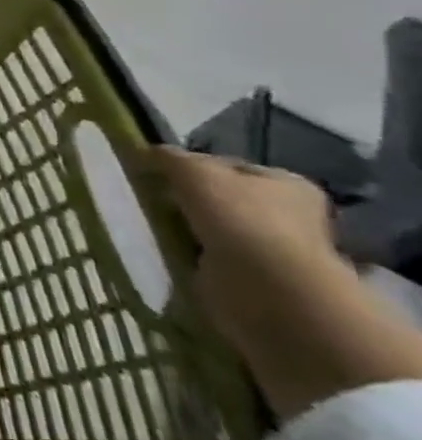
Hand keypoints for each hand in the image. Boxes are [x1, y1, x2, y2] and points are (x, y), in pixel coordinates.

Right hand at [139, 147, 337, 352]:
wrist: (265, 286)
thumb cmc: (238, 217)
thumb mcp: (193, 170)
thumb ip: (169, 157)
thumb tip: (148, 153)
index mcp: (288, 184)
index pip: (230, 167)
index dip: (192, 167)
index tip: (158, 174)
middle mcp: (290, 215)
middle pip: (223, 199)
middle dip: (188, 201)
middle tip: (152, 200)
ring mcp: (276, 251)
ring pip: (214, 229)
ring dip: (187, 230)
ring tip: (155, 227)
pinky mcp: (256, 279)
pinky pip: (211, 259)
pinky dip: (190, 256)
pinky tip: (170, 252)